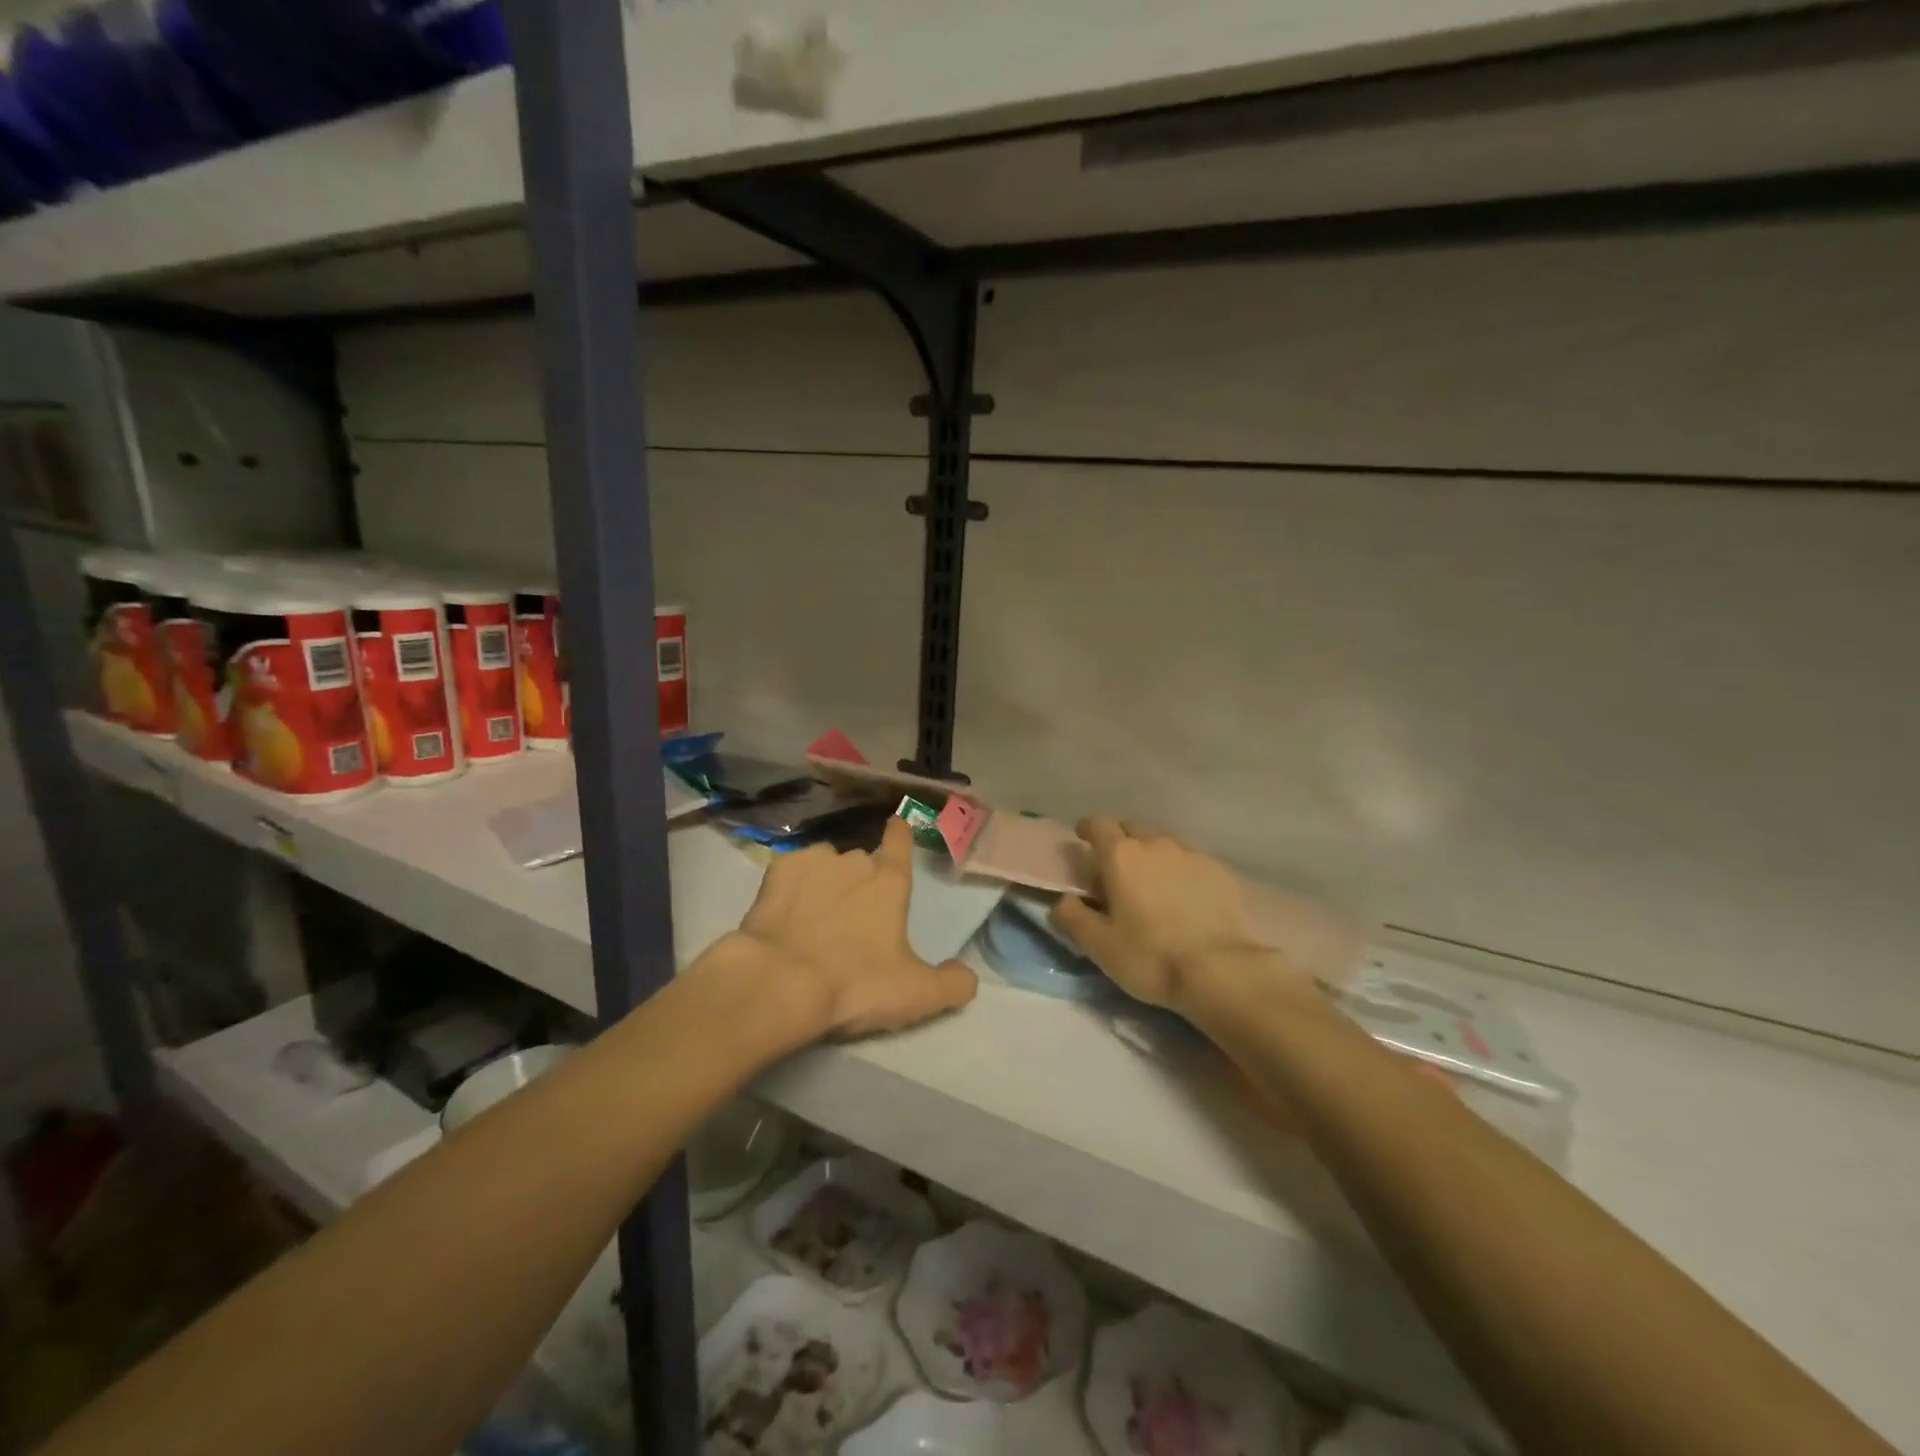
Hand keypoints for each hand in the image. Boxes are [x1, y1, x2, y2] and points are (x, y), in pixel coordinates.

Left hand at [727, 817, 977, 1039]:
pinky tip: (785, 911)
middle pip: (862, 862)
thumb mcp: (916, 994)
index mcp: (890, 883)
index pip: (901, 843)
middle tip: (851, 918)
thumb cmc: (856, 984)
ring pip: (825, 864)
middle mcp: (855, 861)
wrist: (781, 983)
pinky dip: (791, 886)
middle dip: (859, 882)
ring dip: (825, 882)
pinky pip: (791, 870)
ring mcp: (814, 861)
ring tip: (814, 916)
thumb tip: (969, 978)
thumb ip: (952, 984)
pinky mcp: (777, 871)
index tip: (897, 824)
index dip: (901, 834)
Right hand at [1051, 817, 1306, 1016]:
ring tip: (1152, 883)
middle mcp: (1156, 844)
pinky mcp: (1219, 871)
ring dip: (1152, 855)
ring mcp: (1191, 854)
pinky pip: (1191, 860)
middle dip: (1120, 841)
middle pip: (1132, 829)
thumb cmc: (1150, 956)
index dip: (1087, 829)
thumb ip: (1071, 917)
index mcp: (1121, 856)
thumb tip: (1062, 900)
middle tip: (1116, 869)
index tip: (1082, 839)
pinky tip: (1185, 895)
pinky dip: (1181, 870)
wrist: (1220, 970)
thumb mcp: (1098, 945)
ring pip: (1164, 843)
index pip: (1098, 824)